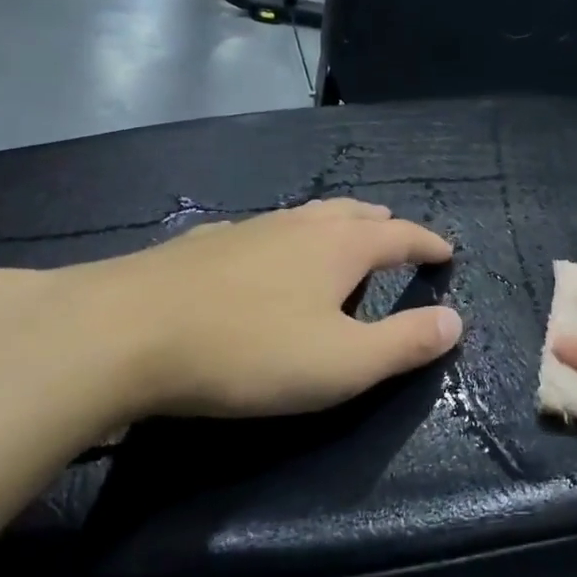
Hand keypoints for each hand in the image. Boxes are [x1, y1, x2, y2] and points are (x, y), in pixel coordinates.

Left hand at [0, 199, 461, 424]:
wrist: (121, 333)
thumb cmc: (249, 352)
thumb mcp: (343, 363)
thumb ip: (405, 343)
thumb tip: (455, 321)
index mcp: (339, 246)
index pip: (400, 236)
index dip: (427, 244)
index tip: (446, 251)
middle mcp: (297, 225)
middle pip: (351, 214)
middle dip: (381, 224)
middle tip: (396, 233)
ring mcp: (245, 230)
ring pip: (303, 218)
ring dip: (332, 225)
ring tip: (340, 238)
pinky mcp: (200, 246)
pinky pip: (260, 232)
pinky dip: (282, 240)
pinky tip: (262, 256)